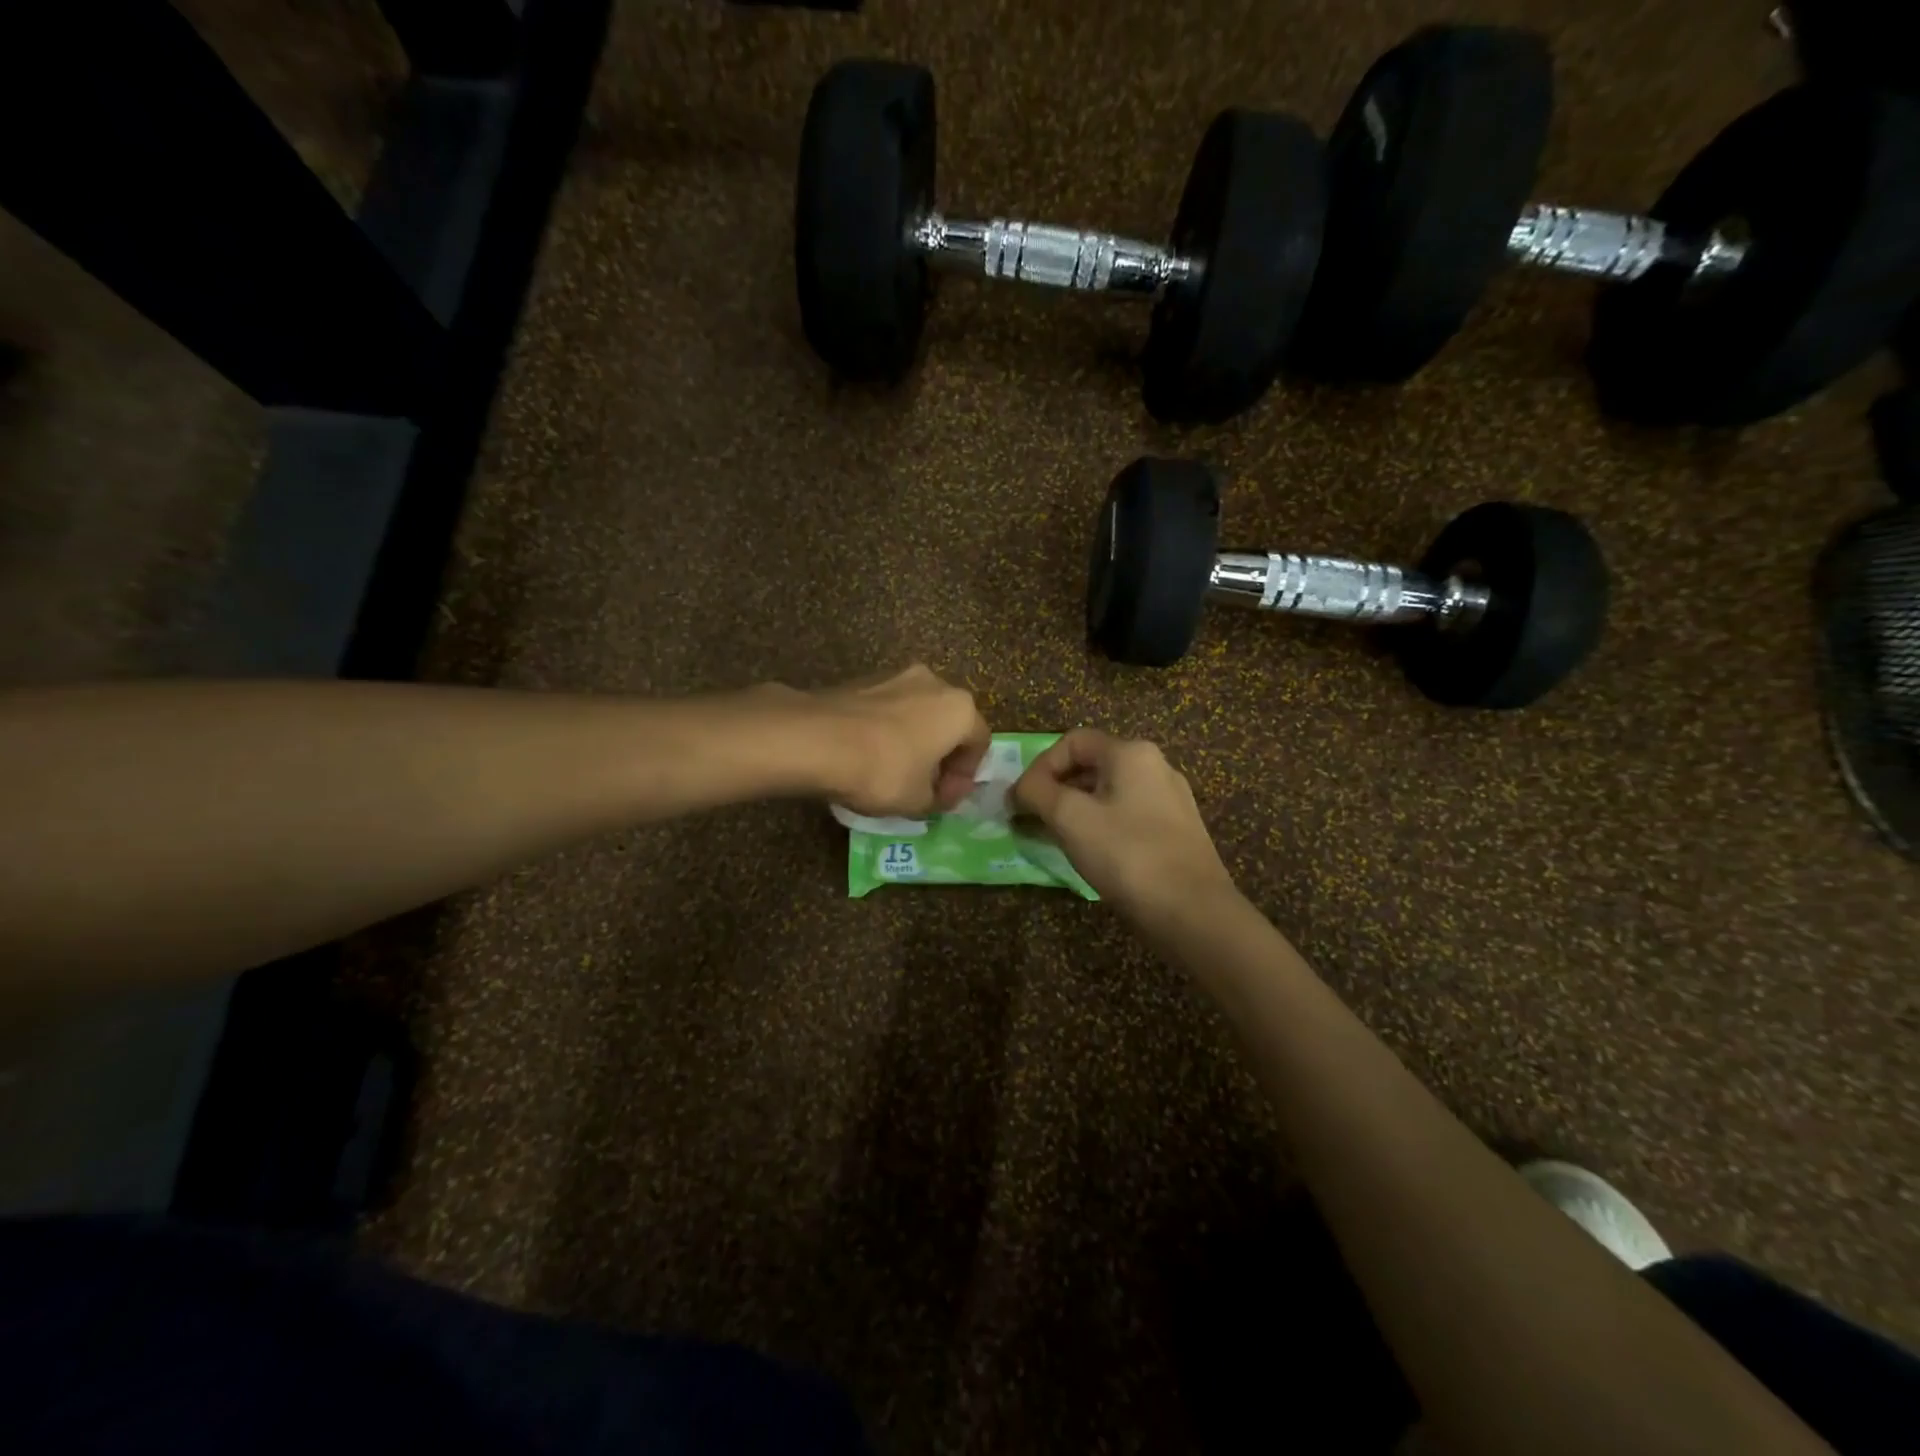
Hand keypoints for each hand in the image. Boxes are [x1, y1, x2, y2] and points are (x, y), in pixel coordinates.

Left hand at [785, 665, 990, 816]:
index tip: (946, 800)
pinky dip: (887, 731)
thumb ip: (938, 799)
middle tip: (926, 786)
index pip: (979, 743)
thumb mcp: (918, 800)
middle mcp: (934, 682)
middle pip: (949, 723)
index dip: (966, 777)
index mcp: (959, 708)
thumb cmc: (883, 771)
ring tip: (895, 772)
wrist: (817, 739)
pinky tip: (869, 756)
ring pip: (917, 713)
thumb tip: (937, 794)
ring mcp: (896, 676)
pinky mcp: (863, 680)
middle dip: (941, 755)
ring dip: (914, 741)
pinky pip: (888, 709)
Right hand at [1012, 728, 1235, 923]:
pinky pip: (1127, 815)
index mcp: (1131, 753)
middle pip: (1091, 765)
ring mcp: (1170, 799)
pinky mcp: (1176, 830)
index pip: (1072, 742)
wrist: (1193, 912)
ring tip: (1054, 838)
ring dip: (1075, 809)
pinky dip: (1100, 825)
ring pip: (1109, 792)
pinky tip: (1091, 854)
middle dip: (1055, 789)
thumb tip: (1019, 789)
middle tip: (1031, 819)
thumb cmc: (1127, 855)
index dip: (1040, 766)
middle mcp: (1155, 766)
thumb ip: (1037, 793)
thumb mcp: (1070, 818)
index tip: (1021, 800)